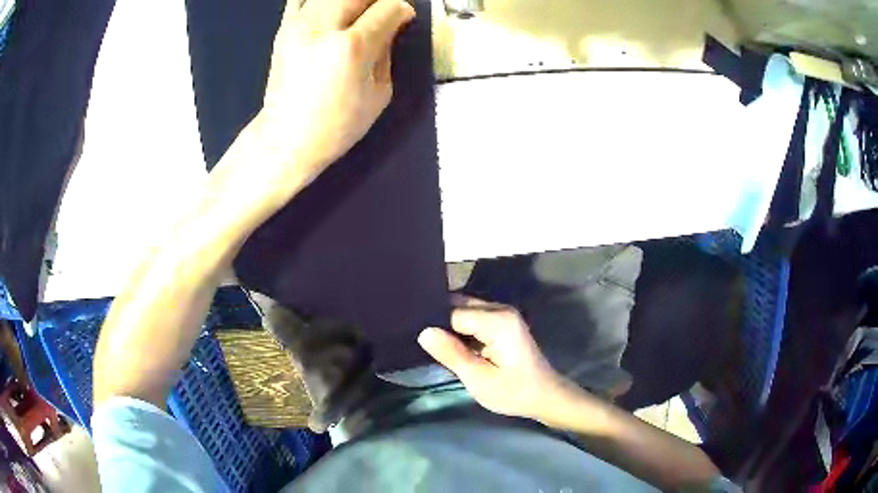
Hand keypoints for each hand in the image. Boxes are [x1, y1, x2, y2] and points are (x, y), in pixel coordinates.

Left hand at [250, 0, 414, 193]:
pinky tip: (330, 12)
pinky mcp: (283, 28)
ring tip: (358, 13)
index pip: (388, 8)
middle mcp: (323, 27)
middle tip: (382, 12)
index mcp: (352, 47)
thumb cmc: (337, 125)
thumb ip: (387, 50)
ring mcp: (298, 25)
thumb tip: (391, 25)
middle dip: (377, 0)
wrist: (285, 138)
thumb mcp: (379, 93)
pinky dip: (319, 1)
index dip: (402, 9)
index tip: (404, 17)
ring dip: (352, 0)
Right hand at [418, 296, 570, 420]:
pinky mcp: (501, 323)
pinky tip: (446, 343)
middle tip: (414, 337)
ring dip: (447, 325)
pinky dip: (458, 329)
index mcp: (497, 320)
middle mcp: (500, 309)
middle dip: (437, 320)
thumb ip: (452, 354)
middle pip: (458, 305)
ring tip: (426, 340)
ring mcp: (502, 314)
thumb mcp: (479, 379)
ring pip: (463, 310)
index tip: (412, 335)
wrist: (544, 397)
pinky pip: (472, 318)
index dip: (432, 324)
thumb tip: (424, 332)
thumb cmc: (513, 391)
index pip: (452, 313)